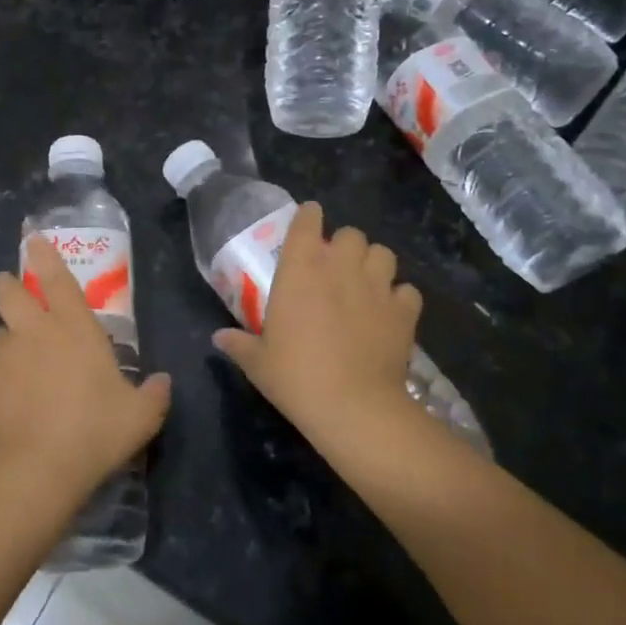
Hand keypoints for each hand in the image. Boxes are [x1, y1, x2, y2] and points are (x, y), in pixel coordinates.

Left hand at [0, 235, 169, 505]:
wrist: (37, 467)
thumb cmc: (95, 430)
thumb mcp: (140, 416)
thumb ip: (154, 394)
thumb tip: (163, 382)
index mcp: (73, 328)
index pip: (57, 279)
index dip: (45, 256)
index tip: (33, 239)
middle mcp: (33, 333)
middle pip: (9, 293)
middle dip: (7, 285)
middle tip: (8, 288)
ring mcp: (2, 358)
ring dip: (5, 342)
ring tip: (16, 365)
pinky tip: (9, 407)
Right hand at [212, 203, 422, 447]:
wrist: (353, 406)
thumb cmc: (295, 377)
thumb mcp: (258, 362)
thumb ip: (239, 344)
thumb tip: (218, 338)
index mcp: (300, 269)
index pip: (307, 221)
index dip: (309, 217)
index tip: (307, 223)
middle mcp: (340, 267)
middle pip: (351, 233)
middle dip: (345, 245)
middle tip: (336, 267)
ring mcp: (377, 286)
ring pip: (383, 254)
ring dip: (373, 264)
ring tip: (366, 283)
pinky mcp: (404, 311)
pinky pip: (407, 291)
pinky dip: (399, 298)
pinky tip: (390, 313)